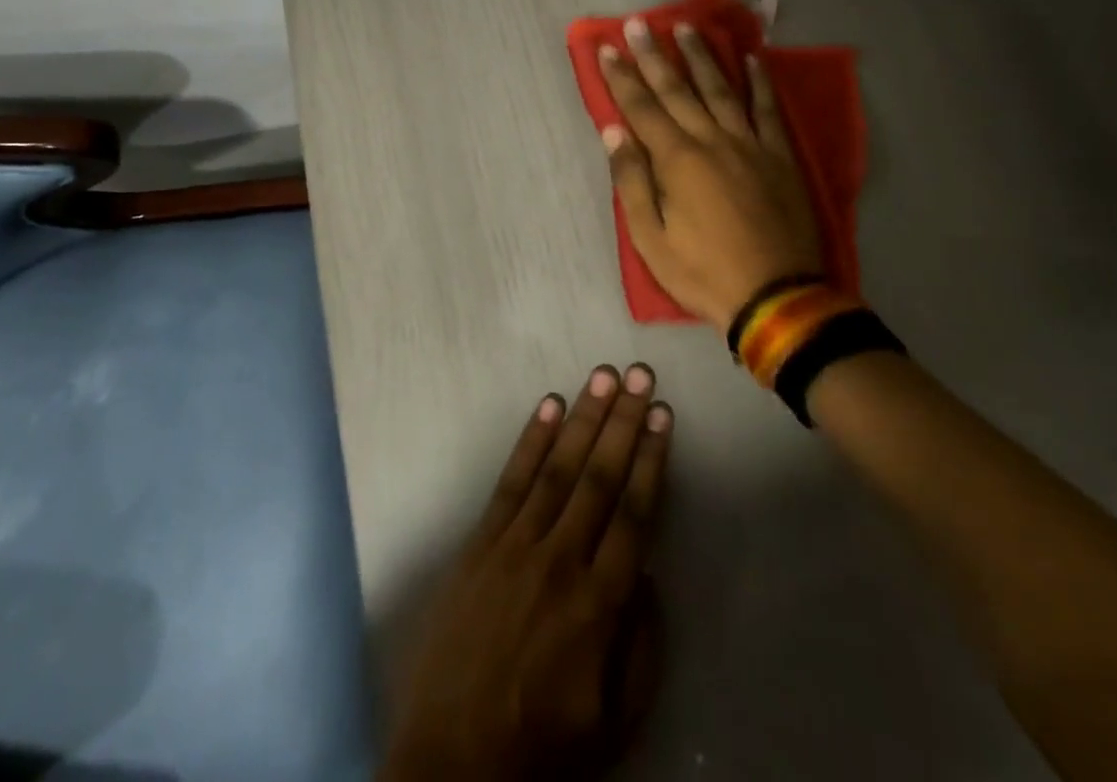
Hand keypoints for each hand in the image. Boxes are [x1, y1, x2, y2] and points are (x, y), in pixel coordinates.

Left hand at [381, 365, 671, 781]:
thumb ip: (642, 645)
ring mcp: (516, 545)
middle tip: (639, 374)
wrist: (453, 761)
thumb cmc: (543, 745)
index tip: (663, 416)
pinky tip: (549, 407)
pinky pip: (511, 481)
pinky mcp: (480, 542)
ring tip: (602, 376)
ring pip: (558, 468)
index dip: (651, 461)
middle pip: (600, 478)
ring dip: (584, 418)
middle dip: (623, 422)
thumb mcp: (617, 721)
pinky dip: (531, 440)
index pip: (635, 514)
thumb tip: (648, 572)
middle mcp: (562, 560)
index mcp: (601, 605)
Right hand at [599, 18, 823, 332]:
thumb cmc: (703, 272)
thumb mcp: (651, 239)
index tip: (607, 47)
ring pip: (722, 89)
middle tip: (639, 23)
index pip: (642, 108)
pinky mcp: (780, 156)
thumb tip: (614, 131)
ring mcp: (750, 145)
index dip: (621, 76)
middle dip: (654, 55)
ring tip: (686, 26)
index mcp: (677, 160)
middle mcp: (713, 140)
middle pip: (678, 89)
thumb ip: (631, 181)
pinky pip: (768, 109)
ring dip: (702, 56)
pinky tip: (751, 58)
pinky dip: (759, 81)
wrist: (777, 298)